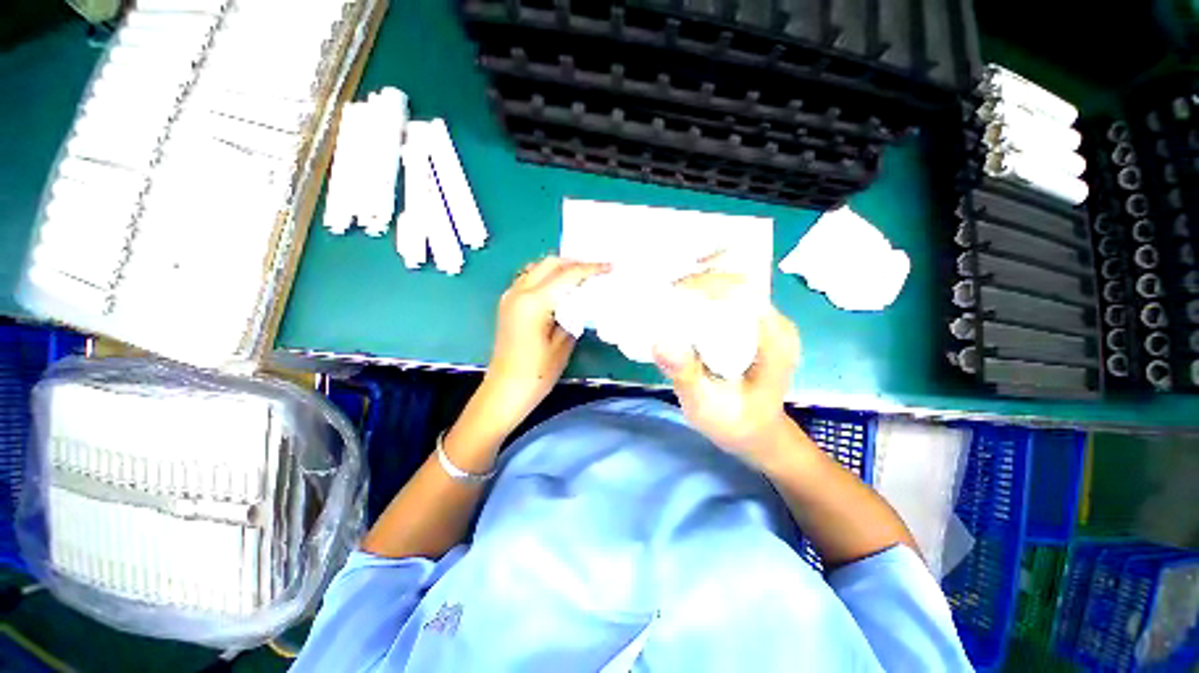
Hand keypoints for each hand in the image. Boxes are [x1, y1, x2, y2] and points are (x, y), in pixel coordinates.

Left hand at [482, 256, 608, 428]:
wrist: (504, 390)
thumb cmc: (536, 373)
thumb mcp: (563, 344)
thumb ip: (573, 316)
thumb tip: (583, 300)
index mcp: (533, 302)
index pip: (567, 275)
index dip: (590, 269)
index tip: (610, 267)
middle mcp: (519, 292)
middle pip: (549, 263)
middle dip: (575, 262)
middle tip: (596, 269)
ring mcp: (510, 296)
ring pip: (537, 268)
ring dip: (560, 267)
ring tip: (581, 276)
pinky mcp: (508, 304)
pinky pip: (529, 279)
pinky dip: (547, 276)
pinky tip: (560, 287)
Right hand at [653, 273, 800, 461]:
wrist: (754, 432)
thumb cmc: (733, 423)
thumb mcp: (705, 406)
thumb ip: (686, 375)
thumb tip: (661, 340)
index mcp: (775, 340)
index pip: (742, 293)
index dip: (706, 287)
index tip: (672, 295)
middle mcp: (776, 323)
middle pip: (737, 284)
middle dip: (699, 284)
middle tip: (664, 297)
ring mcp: (767, 321)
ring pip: (732, 287)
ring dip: (699, 288)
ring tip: (668, 299)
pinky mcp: (755, 325)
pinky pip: (729, 299)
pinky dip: (704, 298)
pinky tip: (683, 308)